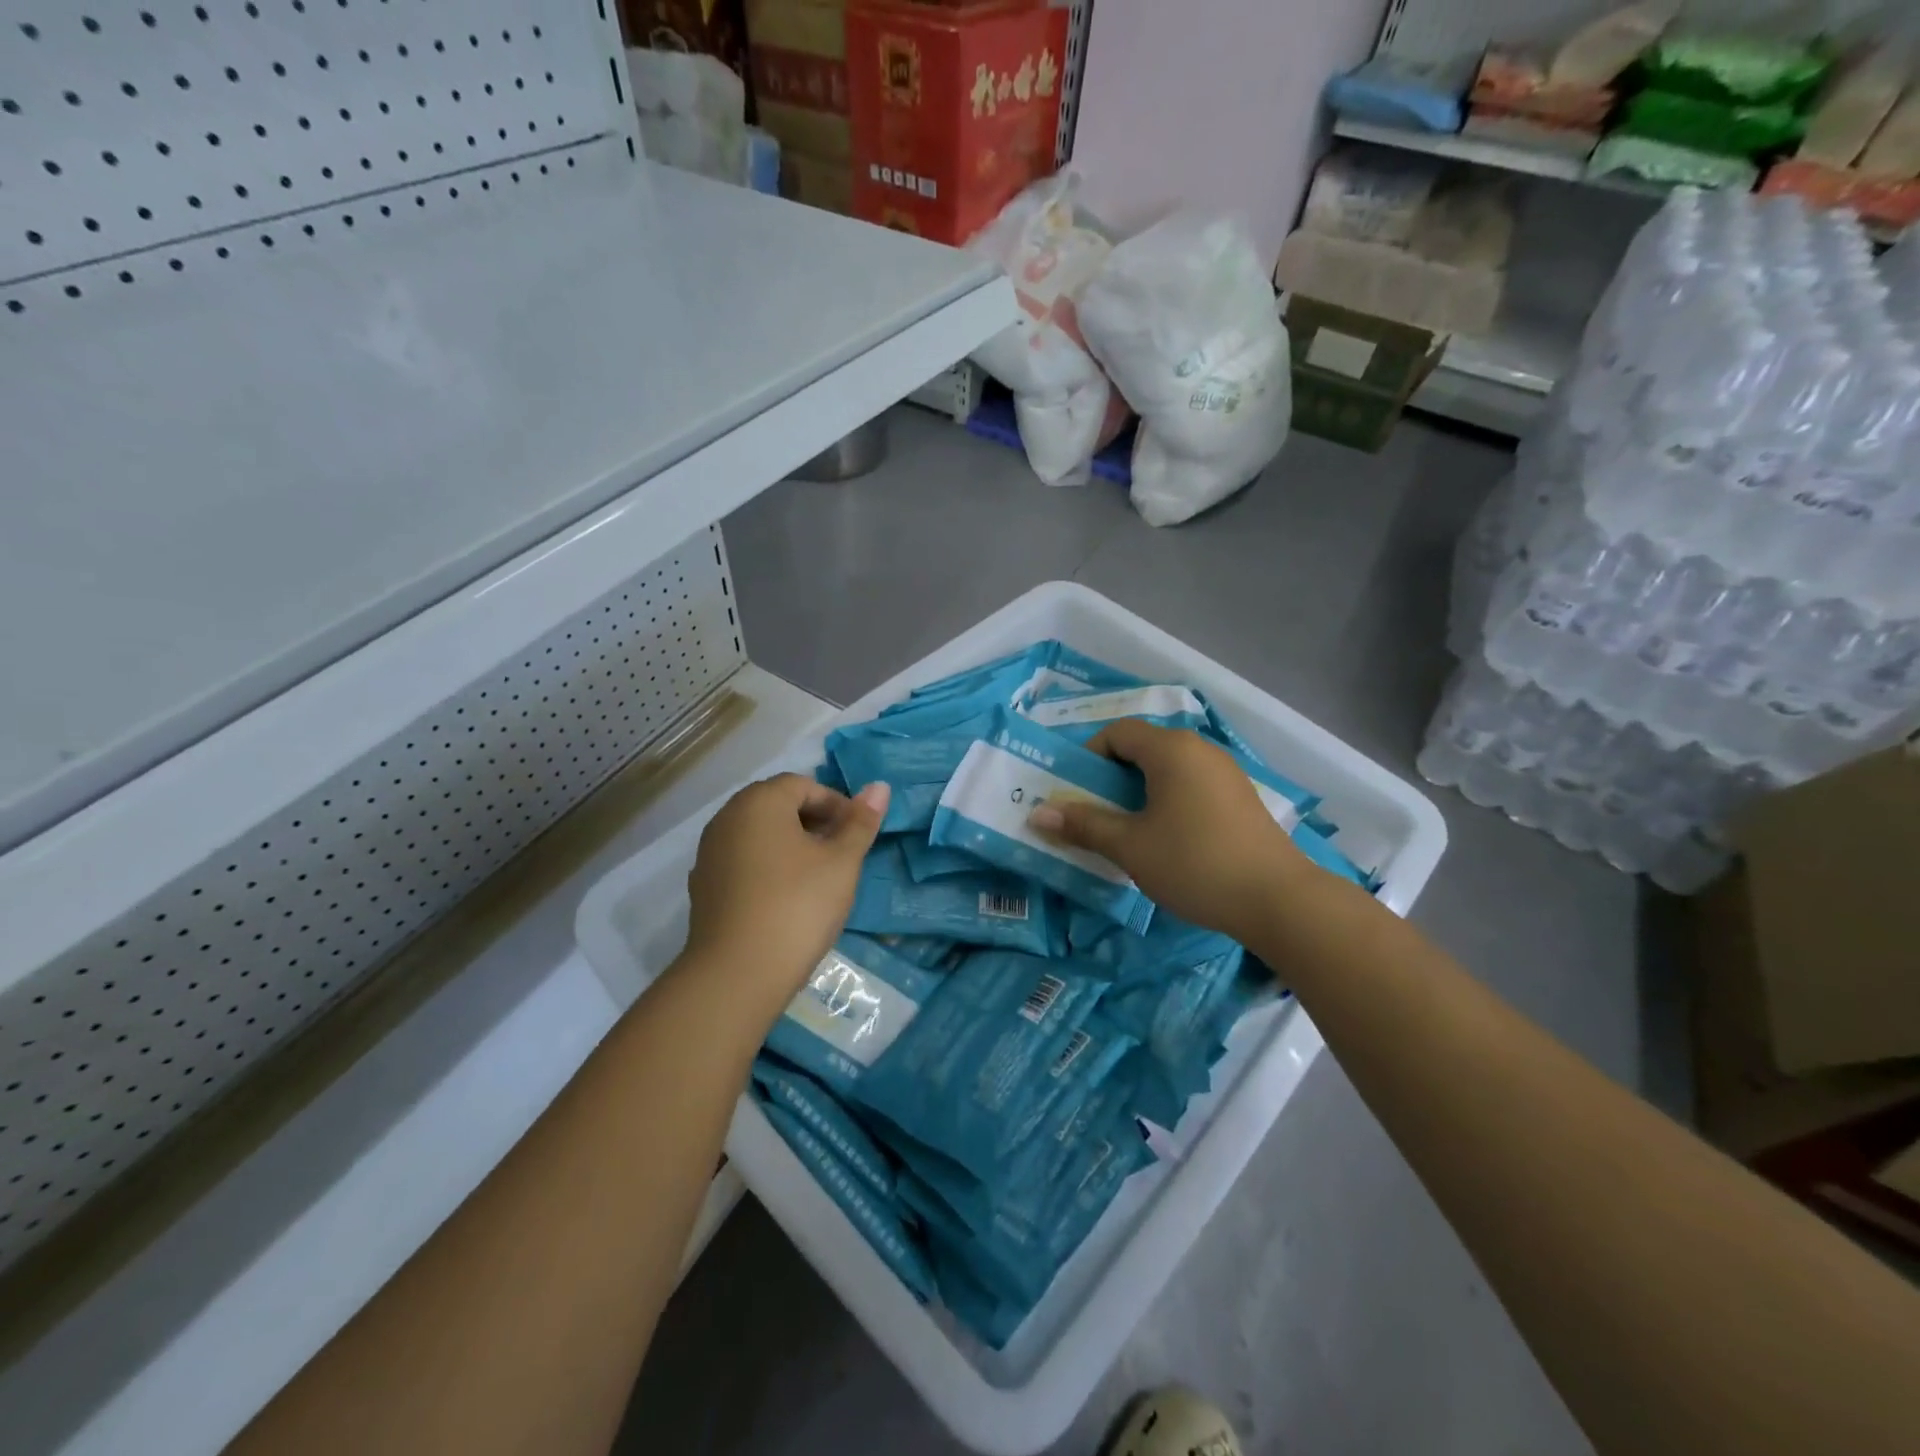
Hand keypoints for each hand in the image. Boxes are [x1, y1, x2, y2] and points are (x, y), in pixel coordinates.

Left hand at [681, 774, 888, 1010]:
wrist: (736, 974)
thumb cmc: (797, 906)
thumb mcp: (842, 862)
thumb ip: (860, 822)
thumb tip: (879, 786)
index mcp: (759, 802)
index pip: (804, 785)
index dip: (836, 805)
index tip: (857, 835)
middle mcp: (727, 818)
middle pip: (777, 806)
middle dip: (814, 823)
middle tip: (842, 854)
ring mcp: (710, 853)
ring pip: (759, 835)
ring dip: (791, 845)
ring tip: (818, 878)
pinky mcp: (704, 887)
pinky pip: (743, 861)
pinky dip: (768, 868)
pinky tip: (786, 899)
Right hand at [1027, 719, 1302, 945]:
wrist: (1278, 900)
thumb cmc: (1194, 863)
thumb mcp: (1130, 846)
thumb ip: (1083, 825)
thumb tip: (1037, 813)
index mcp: (1170, 749)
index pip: (1117, 732)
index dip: (1088, 757)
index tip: (1076, 793)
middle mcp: (1199, 749)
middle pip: (1142, 749)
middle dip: (1110, 778)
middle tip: (1093, 814)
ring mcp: (1224, 773)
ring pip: (1167, 770)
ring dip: (1138, 792)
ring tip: (1126, 830)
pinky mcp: (1239, 798)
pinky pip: (1190, 786)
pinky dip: (1167, 802)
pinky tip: (1166, 840)